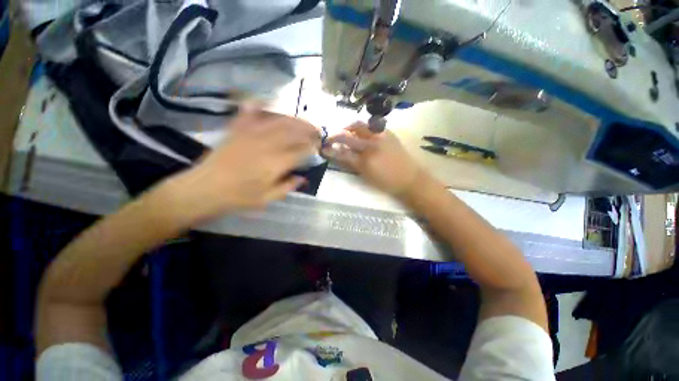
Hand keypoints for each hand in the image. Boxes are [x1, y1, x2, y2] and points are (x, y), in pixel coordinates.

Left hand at [162, 104, 318, 224]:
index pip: (300, 151)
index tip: (318, 148)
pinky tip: (267, 100)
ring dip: (294, 119)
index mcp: (275, 163)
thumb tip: (303, 178)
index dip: (312, 148)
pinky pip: (249, 113)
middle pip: (293, 132)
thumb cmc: (237, 197)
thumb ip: (287, 187)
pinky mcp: (237, 130)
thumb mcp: (267, 199)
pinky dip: (259, 105)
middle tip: (317, 132)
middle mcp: (266, 145)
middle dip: (308, 130)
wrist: (203, 189)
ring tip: (303, 120)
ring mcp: (250, 134)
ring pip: (278, 121)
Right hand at [322, 122, 420, 196]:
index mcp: (365, 161)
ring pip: (359, 125)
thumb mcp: (366, 176)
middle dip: (336, 135)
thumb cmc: (386, 182)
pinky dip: (362, 127)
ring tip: (345, 131)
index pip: (342, 153)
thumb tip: (339, 154)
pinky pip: (371, 125)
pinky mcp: (389, 132)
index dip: (331, 150)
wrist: (410, 178)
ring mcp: (381, 136)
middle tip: (331, 137)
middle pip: (348, 135)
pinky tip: (361, 132)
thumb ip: (352, 163)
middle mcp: (371, 145)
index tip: (324, 147)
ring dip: (348, 127)